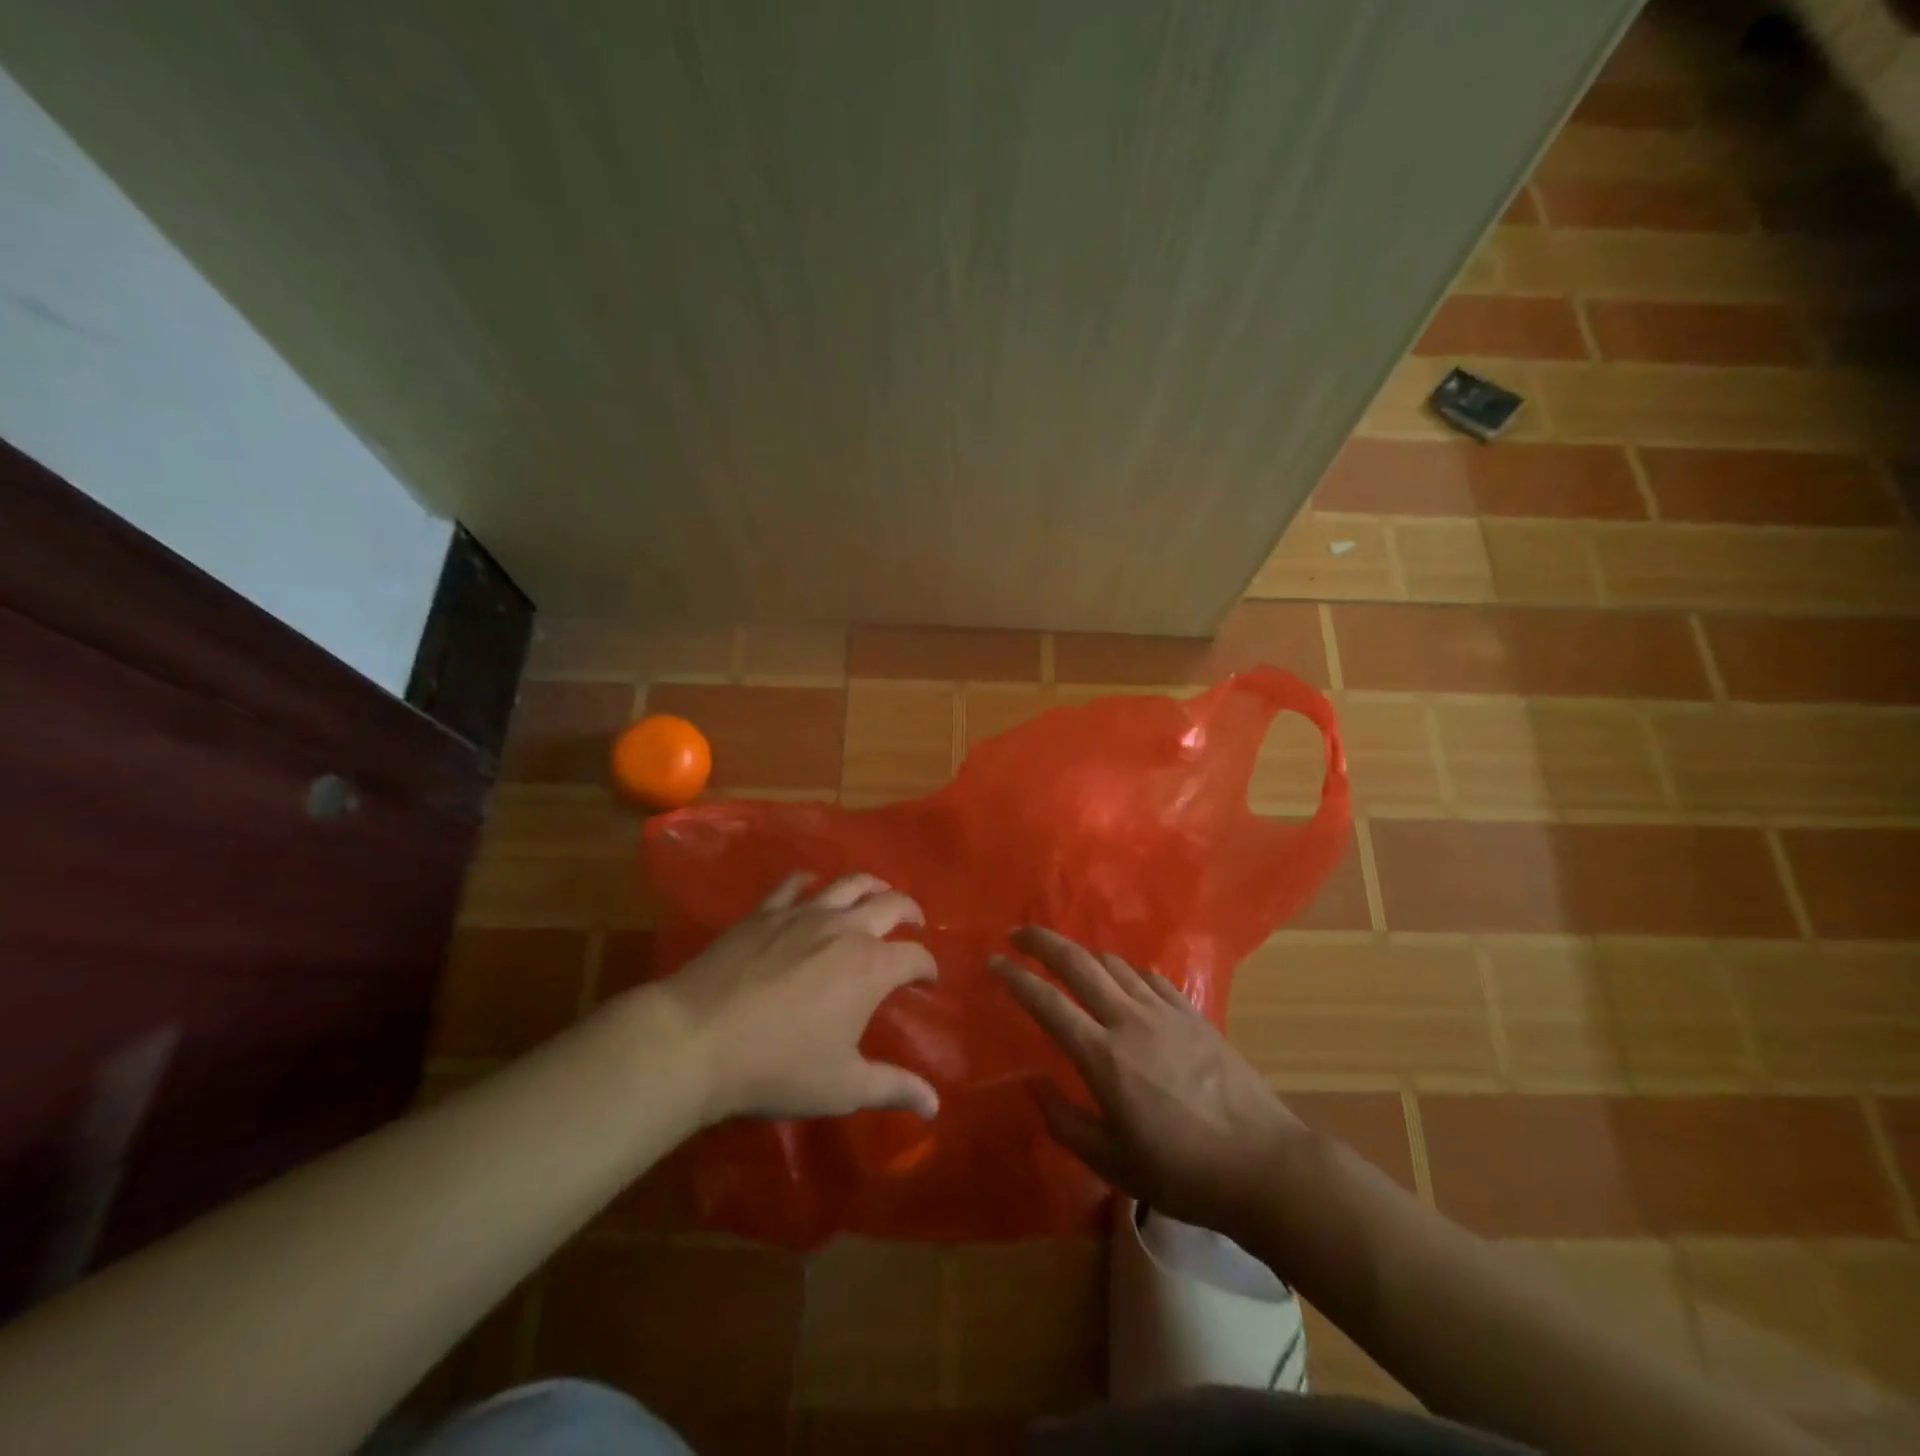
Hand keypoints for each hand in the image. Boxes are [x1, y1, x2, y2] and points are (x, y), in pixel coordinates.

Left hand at [654, 872, 938, 1124]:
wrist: (697, 1039)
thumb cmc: (778, 1067)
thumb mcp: (843, 1087)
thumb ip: (893, 1088)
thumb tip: (935, 1105)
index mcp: (871, 967)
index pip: (916, 956)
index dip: (928, 967)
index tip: (928, 980)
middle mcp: (845, 928)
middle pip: (891, 904)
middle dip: (911, 912)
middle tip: (915, 923)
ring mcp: (803, 914)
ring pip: (848, 883)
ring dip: (872, 885)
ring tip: (877, 893)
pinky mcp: (766, 911)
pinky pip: (795, 884)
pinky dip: (811, 883)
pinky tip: (811, 888)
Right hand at [994, 927, 1301, 1243]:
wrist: (1262, 1164)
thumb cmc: (1181, 1172)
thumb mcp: (1112, 1163)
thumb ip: (1065, 1122)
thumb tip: (1035, 1085)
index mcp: (1103, 1056)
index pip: (1047, 1002)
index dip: (1016, 978)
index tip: (994, 962)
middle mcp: (1129, 1020)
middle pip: (1078, 963)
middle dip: (1043, 941)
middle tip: (1019, 933)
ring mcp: (1165, 1011)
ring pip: (1115, 963)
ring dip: (1083, 955)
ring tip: (1067, 961)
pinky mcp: (1193, 1013)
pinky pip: (1149, 977)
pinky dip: (1125, 971)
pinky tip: (1123, 981)